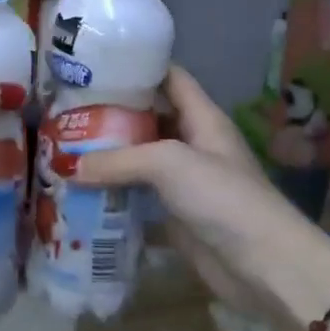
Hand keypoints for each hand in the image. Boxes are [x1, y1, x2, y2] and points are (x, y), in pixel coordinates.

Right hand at [76, 65, 329, 329]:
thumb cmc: (223, 197)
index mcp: (201, 117)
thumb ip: (119, 160)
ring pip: (140, 158)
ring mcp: (184, 181)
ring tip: (65, 147)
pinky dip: (113, 193)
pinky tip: (80, 190)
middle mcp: (192, 143)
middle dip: (112, 113)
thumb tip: (67, 166)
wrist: (264, 267)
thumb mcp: (169, 164)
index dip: (139, 65)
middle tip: (67, 109)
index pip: (169, 77)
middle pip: (149, 117)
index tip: (96, 64)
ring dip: (108, 155)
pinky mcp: (175, 215)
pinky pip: (138, 196)